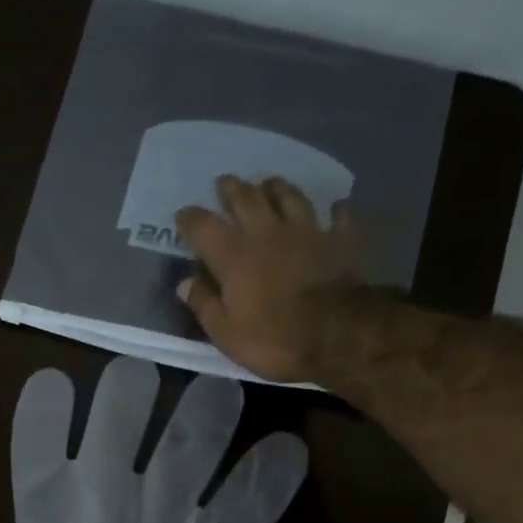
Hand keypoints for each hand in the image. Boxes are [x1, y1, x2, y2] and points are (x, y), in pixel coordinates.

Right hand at [175, 174, 366, 384]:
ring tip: (269, 184)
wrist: (337, 334)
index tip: (183, 216)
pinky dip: (336, 210)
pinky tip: (335, 207)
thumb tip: (184, 283)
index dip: (190, 218)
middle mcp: (267, 233)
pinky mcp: (339, 240)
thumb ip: (204, 304)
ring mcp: (307, 231)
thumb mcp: (226, 333)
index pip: (203, 226)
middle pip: (246, 198)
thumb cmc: (273, 338)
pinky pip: (339, 216)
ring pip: (289, 196)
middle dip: (231, 188)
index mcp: (234, 256)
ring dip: (276, 187)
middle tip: (224, 183)